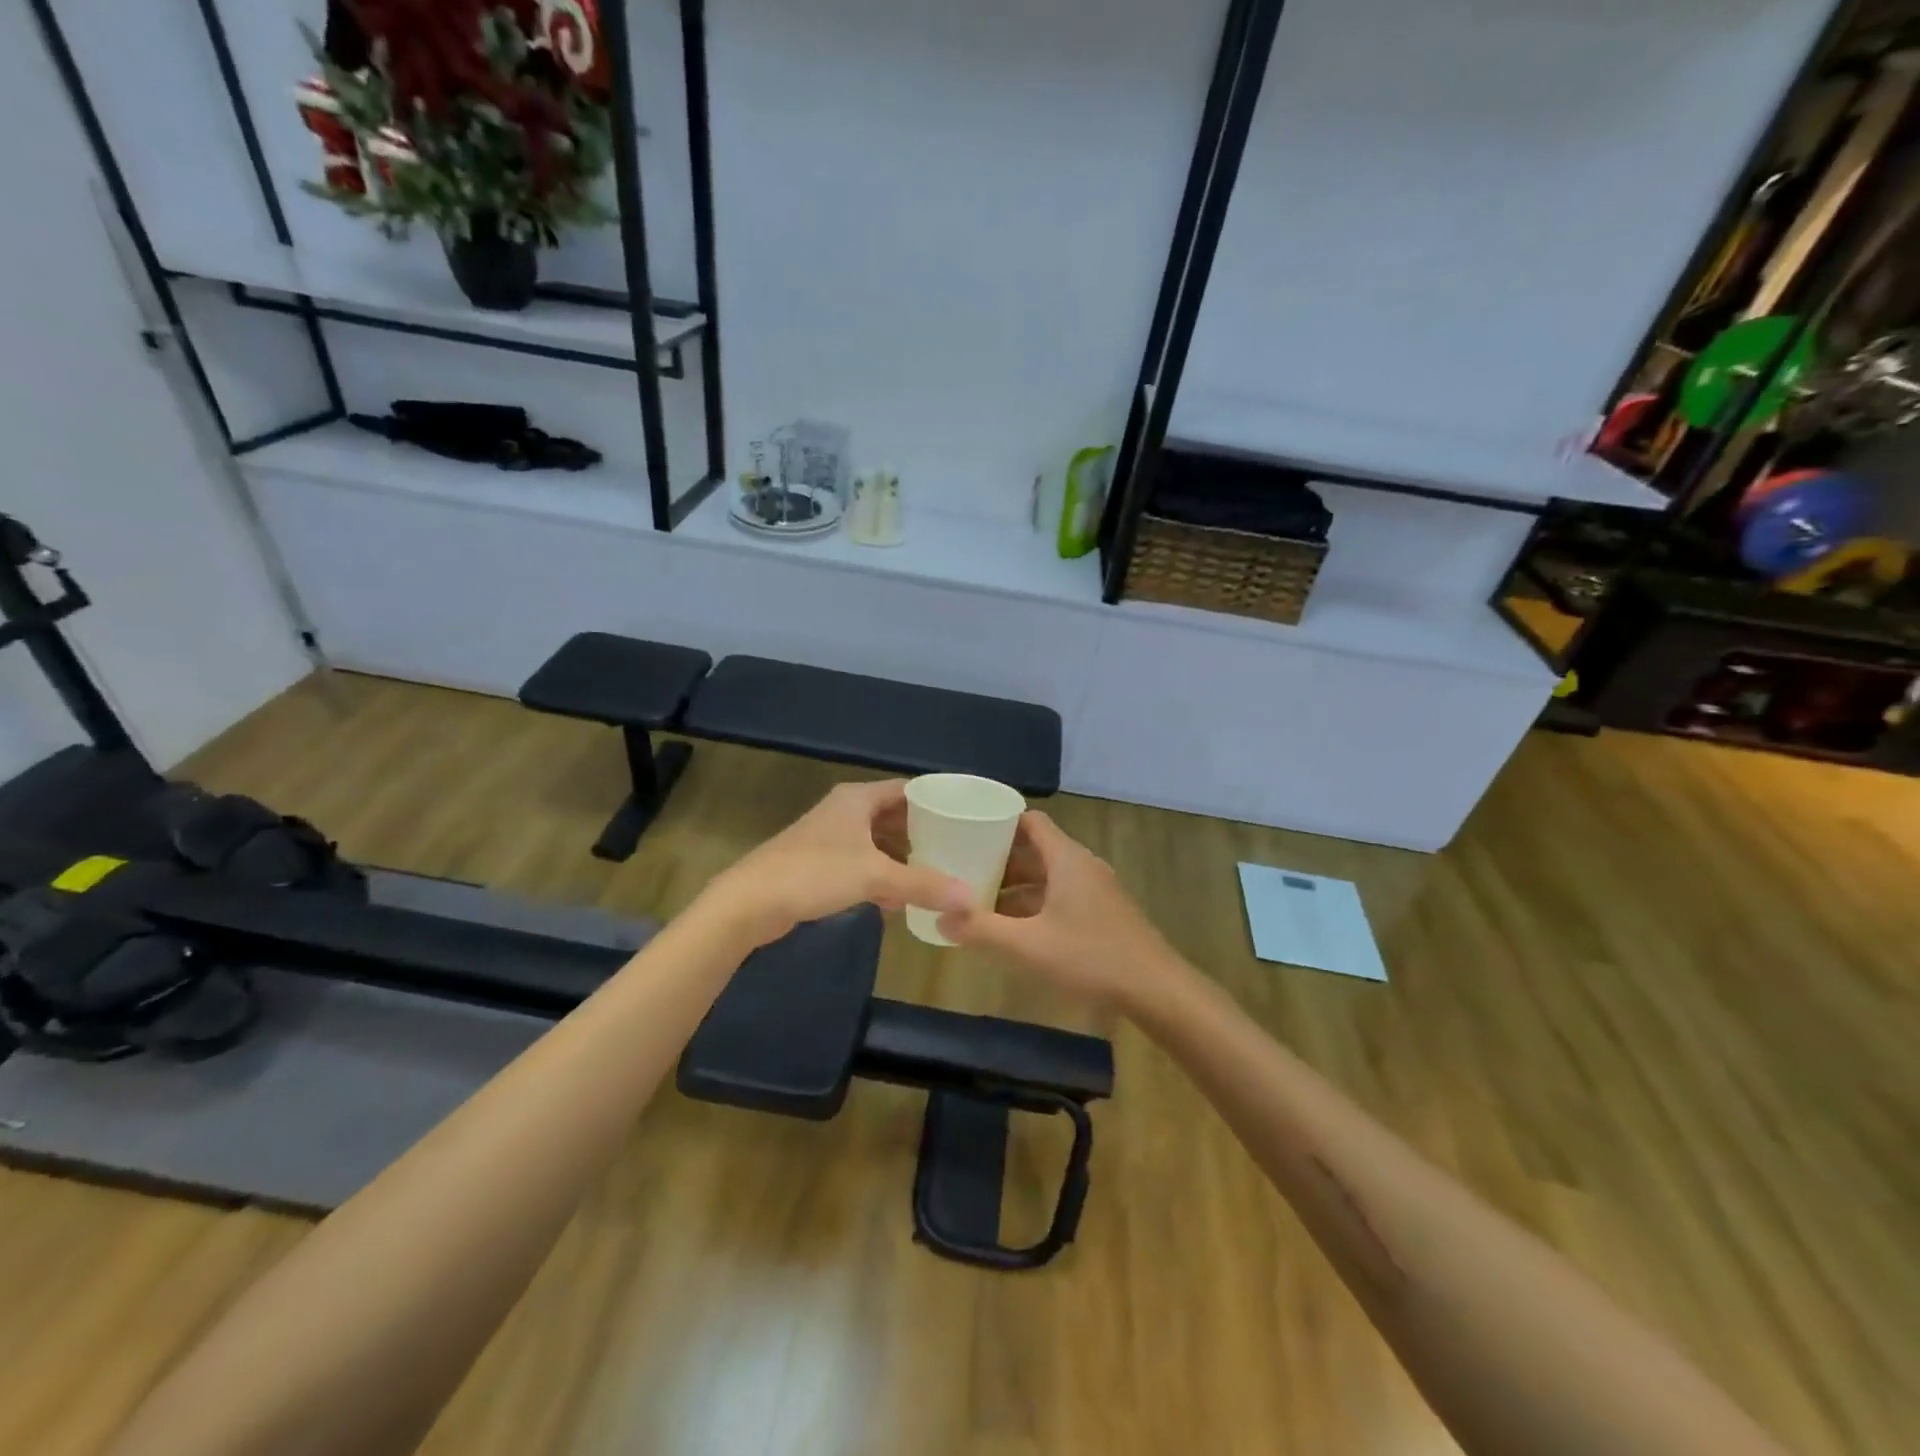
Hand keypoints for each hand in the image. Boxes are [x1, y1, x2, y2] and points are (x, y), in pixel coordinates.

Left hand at [703, 780, 972, 946]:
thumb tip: (970, 899)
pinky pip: (862, 864)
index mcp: (858, 799)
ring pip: (877, 842)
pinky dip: (881, 876)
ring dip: (902, 858)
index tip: (966, 816)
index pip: (908, 790)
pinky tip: (898, 900)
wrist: (750, 902)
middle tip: (957, 849)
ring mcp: (830, 838)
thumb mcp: (875, 876)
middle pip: (894, 816)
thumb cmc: (814, 874)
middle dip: (923, 833)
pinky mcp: (819, 864)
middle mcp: (845, 811)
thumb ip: (923, 885)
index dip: (937, 801)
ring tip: (935, 874)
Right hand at [938, 811, 1179, 1009]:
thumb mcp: (1028, 946)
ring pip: (1048, 876)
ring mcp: (1096, 890)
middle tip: (963, 869)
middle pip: (1036, 849)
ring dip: (1017, 885)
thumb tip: (939, 918)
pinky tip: (1015, 929)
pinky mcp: (1103, 913)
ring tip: (981, 900)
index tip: (967, 831)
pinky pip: (1061, 895)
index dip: (998, 822)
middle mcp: (1082, 866)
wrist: (1155, 989)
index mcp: (1067, 859)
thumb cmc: (1090, 957)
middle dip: (1000, 858)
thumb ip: (982, 930)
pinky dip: (1036, 903)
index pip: (1030, 821)